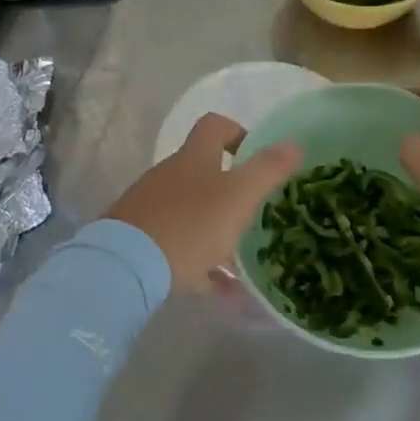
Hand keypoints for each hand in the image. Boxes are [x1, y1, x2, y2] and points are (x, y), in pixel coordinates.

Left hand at [106, 114, 302, 291]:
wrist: (124, 268)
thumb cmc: (190, 224)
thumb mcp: (239, 196)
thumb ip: (268, 170)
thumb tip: (295, 144)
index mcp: (193, 158)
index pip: (214, 127)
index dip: (237, 133)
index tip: (256, 156)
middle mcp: (169, 176)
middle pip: (202, 171)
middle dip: (231, 189)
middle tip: (257, 212)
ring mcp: (151, 209)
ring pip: (192, 213)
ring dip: (217, 230)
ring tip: (245, 259)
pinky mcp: (140, 243)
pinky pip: (179, 251)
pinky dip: (203, 267)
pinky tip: (226, 293)